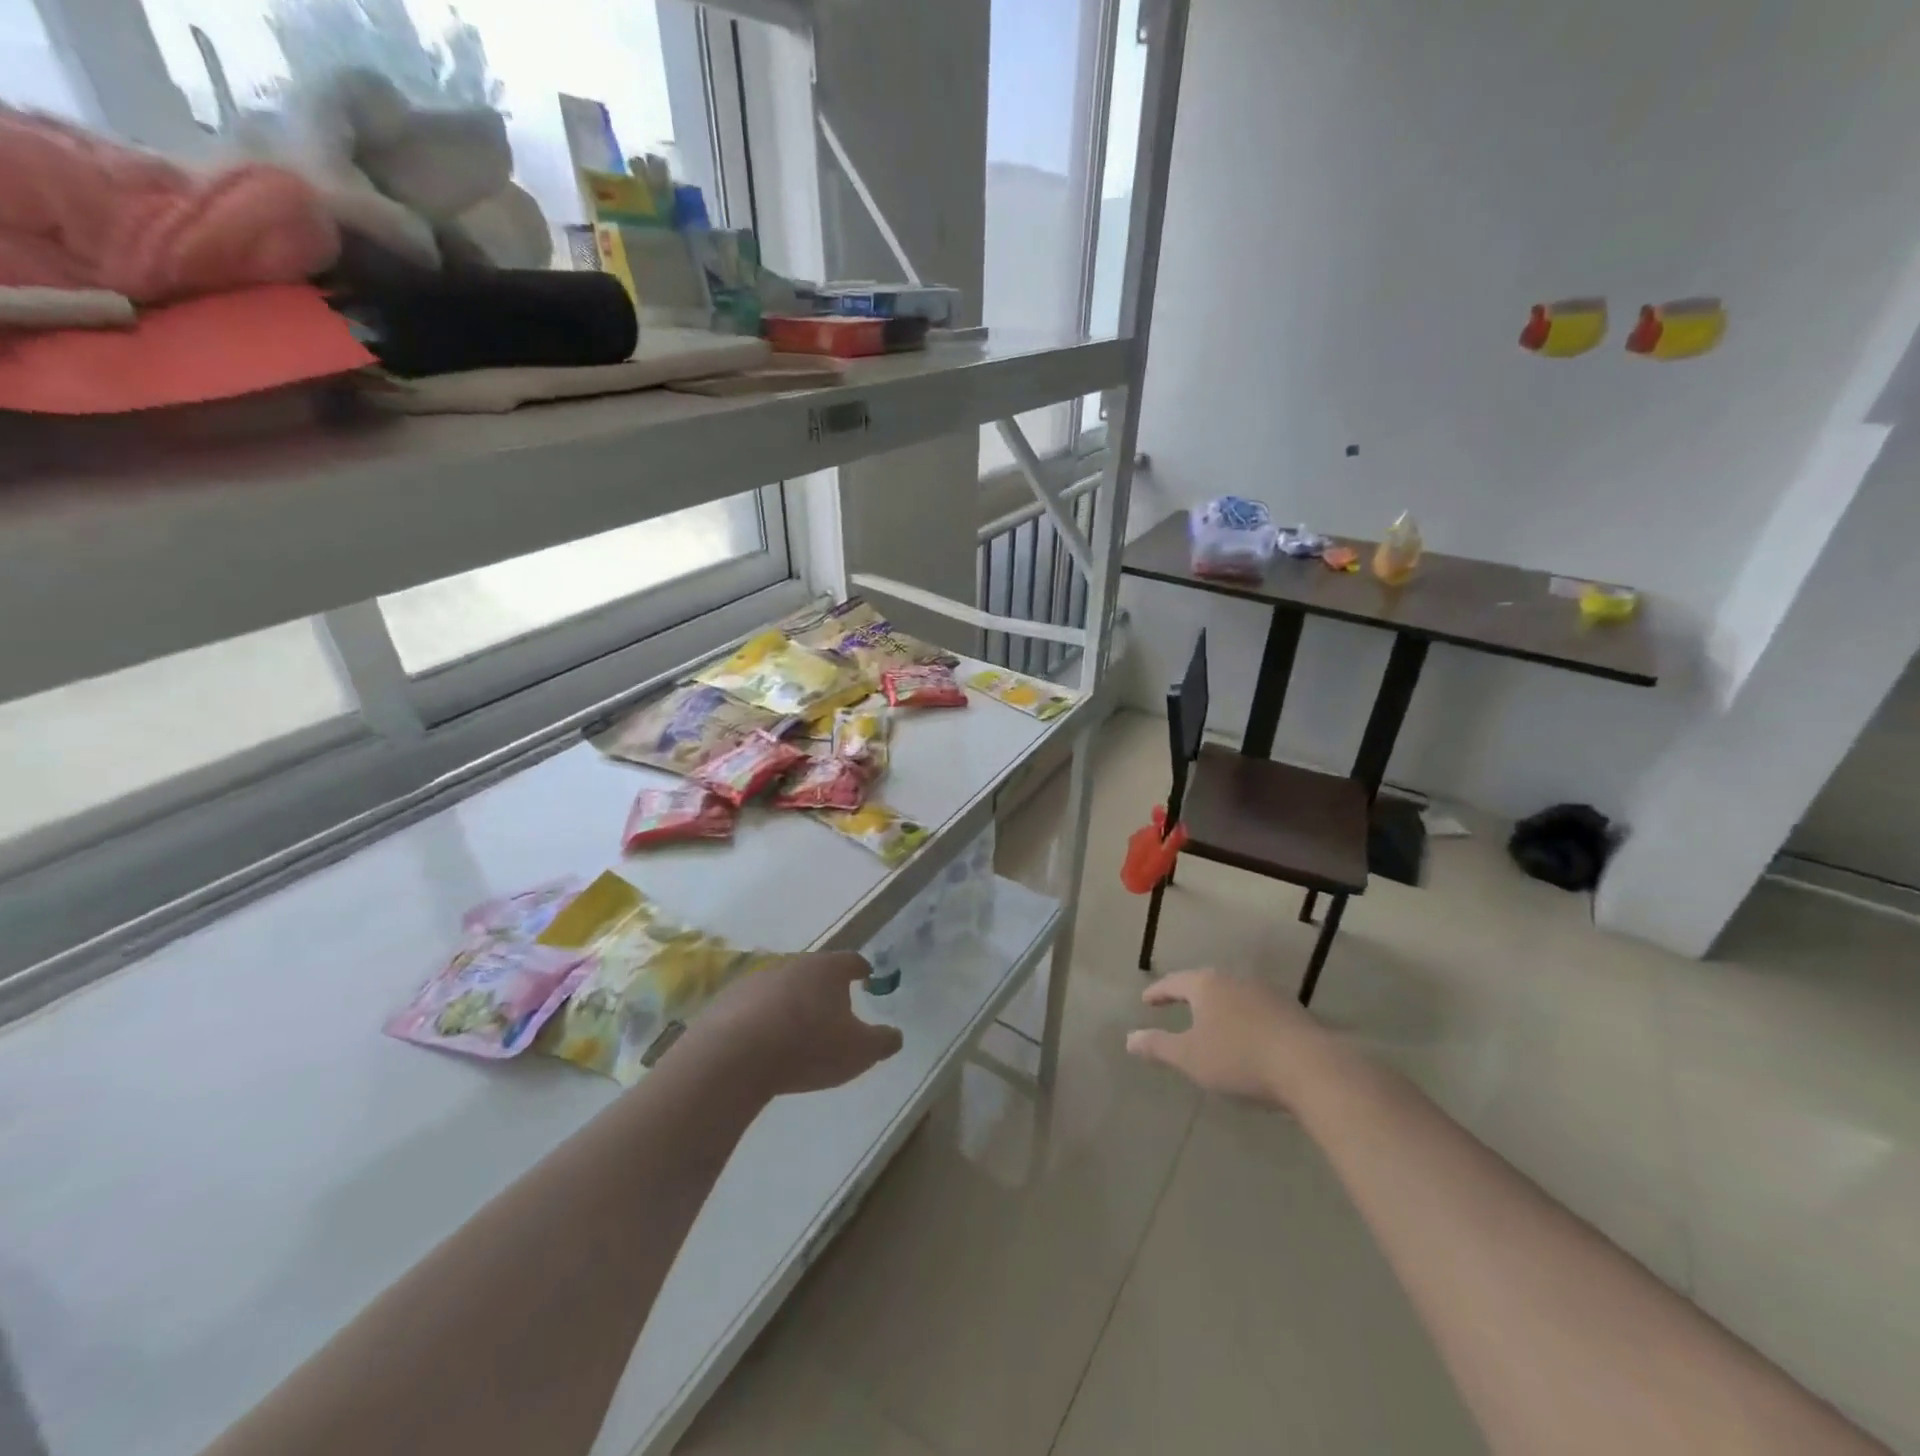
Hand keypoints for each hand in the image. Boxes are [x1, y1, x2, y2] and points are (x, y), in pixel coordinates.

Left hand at [697, 952, 902, 1098]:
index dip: (861, 969)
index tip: (867, 976)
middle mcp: (792, 965)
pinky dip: (761, 1020)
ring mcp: (755, 980)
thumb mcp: (859, 1052)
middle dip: (823, 988)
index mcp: (827, 969)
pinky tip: (762, 1044)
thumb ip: (882, 1042)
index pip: (851, 961)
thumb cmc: (807, 1047)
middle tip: (832, 1009)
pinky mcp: (726, 1002)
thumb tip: (895, 1035)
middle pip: (814, 972)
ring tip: (796, 1031)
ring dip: (790, 1003)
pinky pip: (751, 1008)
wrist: (733, 1058)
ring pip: (781, 987)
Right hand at [1125, 968, 1330, 1107]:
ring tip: (1211, 1024)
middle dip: (1190, 995)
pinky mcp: (1292, 1012)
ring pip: (1233, 995)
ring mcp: (1267, 993)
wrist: (1310, 1068)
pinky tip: (1246, 1037)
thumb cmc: (1239, 1058)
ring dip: (1219, 1008)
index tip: (1146, 1000)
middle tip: (1177, 1005)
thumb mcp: (1190, 1058)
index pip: (1174, 982)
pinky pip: (1256, 1010)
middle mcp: (1235, 980)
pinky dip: (1244, 1020)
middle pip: (1205, 983)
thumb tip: (1129, 1039)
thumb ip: (1158, 1046)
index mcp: (1207, 985)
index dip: (1158, 992)